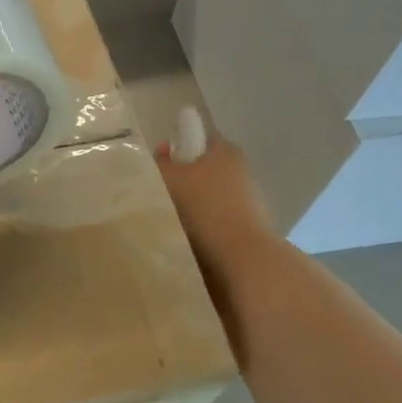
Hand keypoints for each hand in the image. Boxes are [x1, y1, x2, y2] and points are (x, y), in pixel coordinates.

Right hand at [155, 125, 279, 346]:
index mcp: (226, 151)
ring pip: (206, 201)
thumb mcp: (170, 178)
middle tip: (153, 196)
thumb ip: (160, 164)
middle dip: (179, 183)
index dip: (175, 149)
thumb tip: (160, 156)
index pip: (197, 140)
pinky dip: (198, 231)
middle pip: (201, 172)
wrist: (243, 262)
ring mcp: (247, 205)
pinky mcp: (246, 233)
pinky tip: (181, 241)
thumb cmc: (204, 208)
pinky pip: (213, 225)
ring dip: (187, 210)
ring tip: (163, 223)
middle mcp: (240, 173)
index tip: (156, 167)